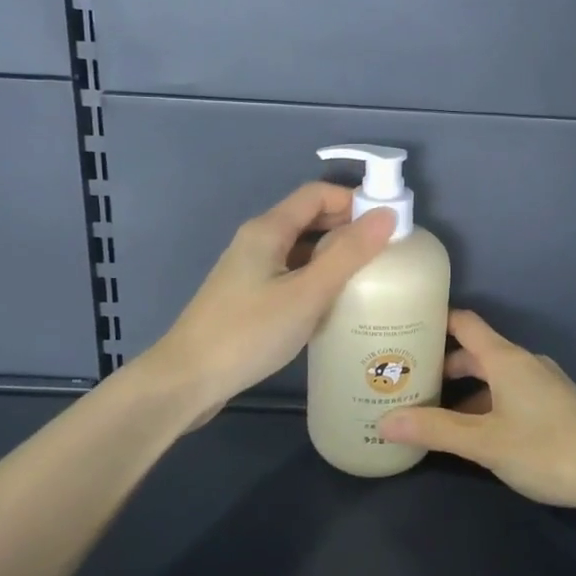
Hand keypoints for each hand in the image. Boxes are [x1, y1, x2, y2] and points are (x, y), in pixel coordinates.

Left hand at [135, 182, 395, 426]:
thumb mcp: (306, 294)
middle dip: (348, 228)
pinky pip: (291, 274)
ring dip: (334, 255)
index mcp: (268, 229)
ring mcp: (251, 270)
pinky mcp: (249, 297)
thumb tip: (387, 215)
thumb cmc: (248, 333)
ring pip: (301, 249)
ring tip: (369, 278)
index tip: (389, 224)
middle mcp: (257, 241)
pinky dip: (316, 279)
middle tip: (387, 253)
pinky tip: (334, 304)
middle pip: (309, 218)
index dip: (354, 201)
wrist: (186, 381)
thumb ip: (347, 254)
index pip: (317, 194)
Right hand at [378, 309, 575, 512]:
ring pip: (494, 377)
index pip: (465, 323)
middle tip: (408, 382)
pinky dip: (486, 404)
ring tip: (432, 412)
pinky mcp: (555, 406)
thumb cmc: (547, 449)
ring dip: (464, 390)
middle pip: (476, 352)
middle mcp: (524, 363)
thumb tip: (385, 421)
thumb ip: (435, 430)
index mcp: (506, 359)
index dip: (436, 321)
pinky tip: (474, 433)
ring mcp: (543, 384)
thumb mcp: (485, 442)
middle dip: (442, 365)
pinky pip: (510, 393)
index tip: (404, 330)